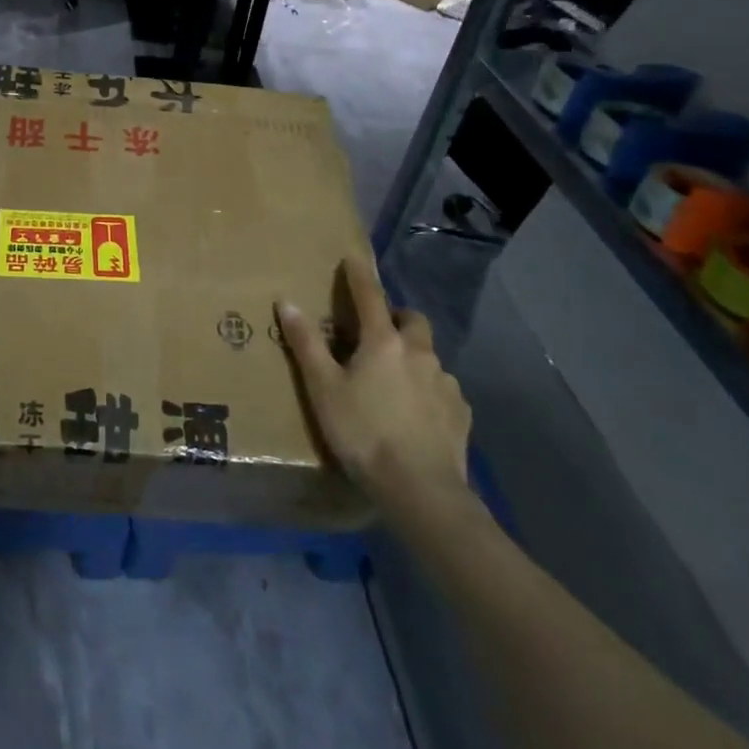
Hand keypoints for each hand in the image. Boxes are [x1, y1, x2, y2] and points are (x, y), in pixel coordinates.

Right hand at [278, 257, 473, 533]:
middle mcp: (419, 353)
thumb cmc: (363, 432)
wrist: (420, 490)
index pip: (370, 295)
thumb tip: (287, 302)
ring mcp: (445, 383)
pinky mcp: (461, 413)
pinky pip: (443, 389)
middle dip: (397, 318)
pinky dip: (428, 390)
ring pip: (429, 356)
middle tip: (378, 333)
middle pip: (412, 320)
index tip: (353, 258)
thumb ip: (306, 344)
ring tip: (394, 382)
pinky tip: (416, 414)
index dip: (359, 275)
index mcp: (383, 342)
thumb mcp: (323, 388)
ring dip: (413, 357)